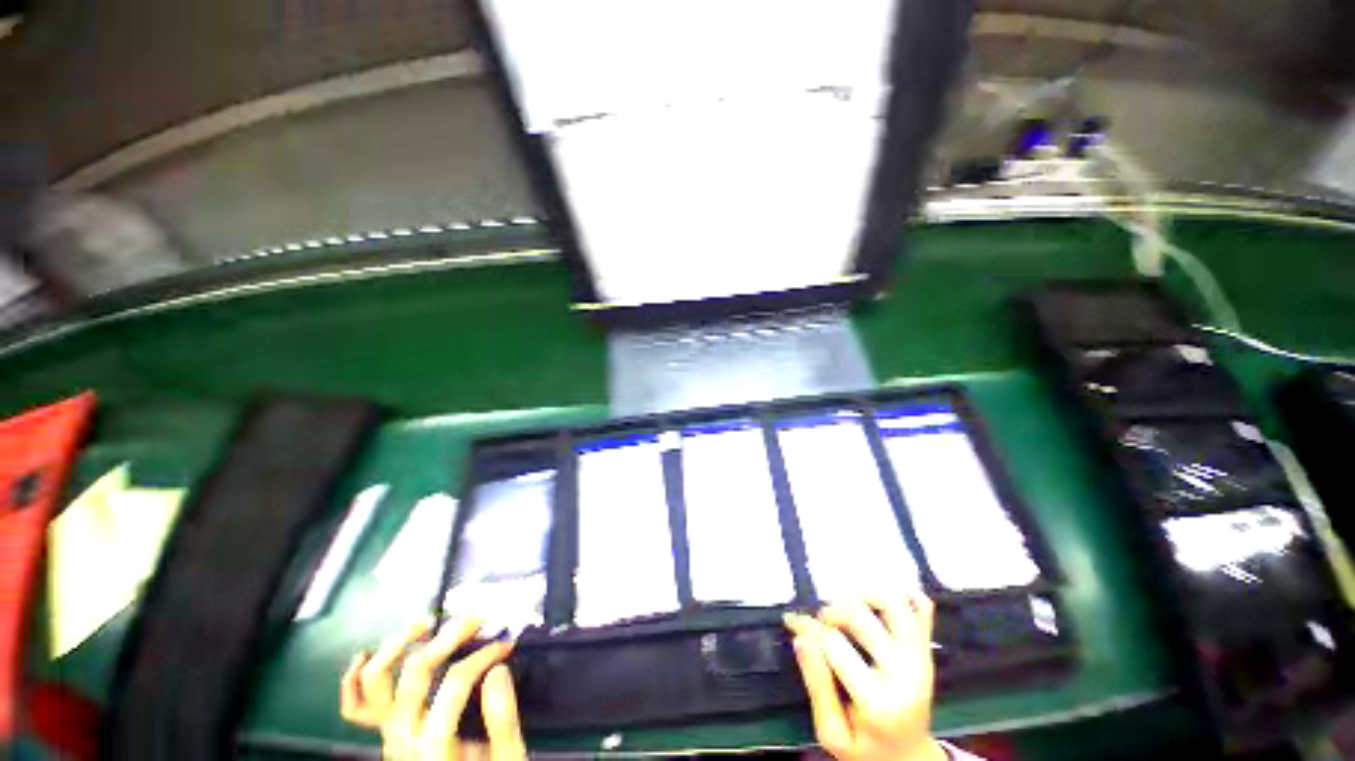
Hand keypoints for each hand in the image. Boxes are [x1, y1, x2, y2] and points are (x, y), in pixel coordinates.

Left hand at [340, 618, 525, 760]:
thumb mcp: (505, 757)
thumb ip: (502, 720)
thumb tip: (498, 670)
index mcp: (434, 745)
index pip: (455, 684)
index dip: (482, 657)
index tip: (505, 646)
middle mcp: (401, 737)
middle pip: (416, 671)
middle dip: (447, 637)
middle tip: (474, 618)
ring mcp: (386, 734)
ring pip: (376, 680)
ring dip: (398, 643)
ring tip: (425, 622)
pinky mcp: (383, 733)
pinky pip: (354, 707)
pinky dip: (354, 679)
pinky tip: (365, 654)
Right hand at [785, 593, 945, 760]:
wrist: (910, 759)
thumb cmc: (865, 748)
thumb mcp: (831, 733)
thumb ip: (816, 685)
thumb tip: (801, 636)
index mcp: (878, 702)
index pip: (833, 643)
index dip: (807, 627)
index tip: (792, 622)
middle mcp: (905, 673)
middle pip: (858, 614)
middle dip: (829, 611)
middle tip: (820, 623)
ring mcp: (920, 657)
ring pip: (893, 601)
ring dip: (863, 594)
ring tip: (848, 608)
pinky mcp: (927, 648)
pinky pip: (922, 605)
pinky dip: (900, 593)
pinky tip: (877, 603)